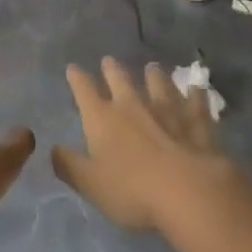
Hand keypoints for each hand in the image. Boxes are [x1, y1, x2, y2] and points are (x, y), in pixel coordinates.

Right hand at [52, 58, 237, 231]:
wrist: (186, 191)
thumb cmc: (131, 190)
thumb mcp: (90, 184)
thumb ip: (69, 166)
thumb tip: (53, 149)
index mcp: (102, 118)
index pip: (85, 91)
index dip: (77, 79)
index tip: (73, 68)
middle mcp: (132, 107)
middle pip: (120, 81)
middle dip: (112, 70)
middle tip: (109, 60)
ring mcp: (167, 111)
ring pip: (159, 86)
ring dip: (154, 76)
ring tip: (152, 67)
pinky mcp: (196, 124)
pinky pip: (195, 105)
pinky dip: (196, 95)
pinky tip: (197, 88)